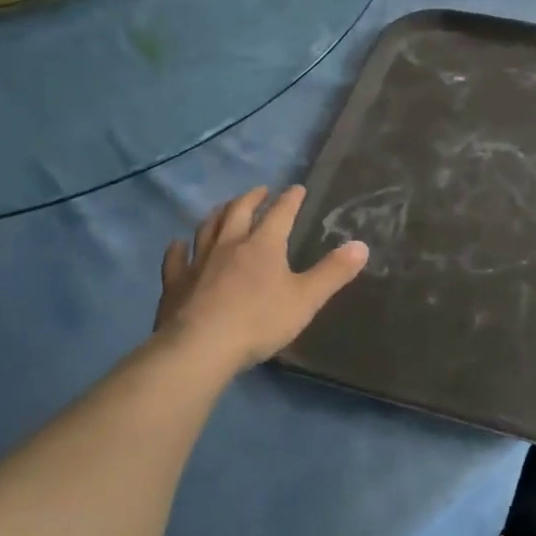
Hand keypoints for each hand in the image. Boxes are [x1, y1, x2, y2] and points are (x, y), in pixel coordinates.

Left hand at [155, 186, 367, 374]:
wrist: (201, 346)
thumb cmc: (259, 321)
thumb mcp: (306, 299)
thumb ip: (333, 273)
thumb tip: (361, 246)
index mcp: (263, 245)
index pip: (280, 213)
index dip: (290, 200)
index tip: (297, 188)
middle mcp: (228, 244)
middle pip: (239, 211)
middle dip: (252, 198)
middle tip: (260, 191)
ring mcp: (198, 261)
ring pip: (207, 228)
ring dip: (218, 214)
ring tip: (225, 209)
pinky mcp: (175, 282)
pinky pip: (175, 258)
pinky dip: (178, 248)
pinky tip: (178, 244)